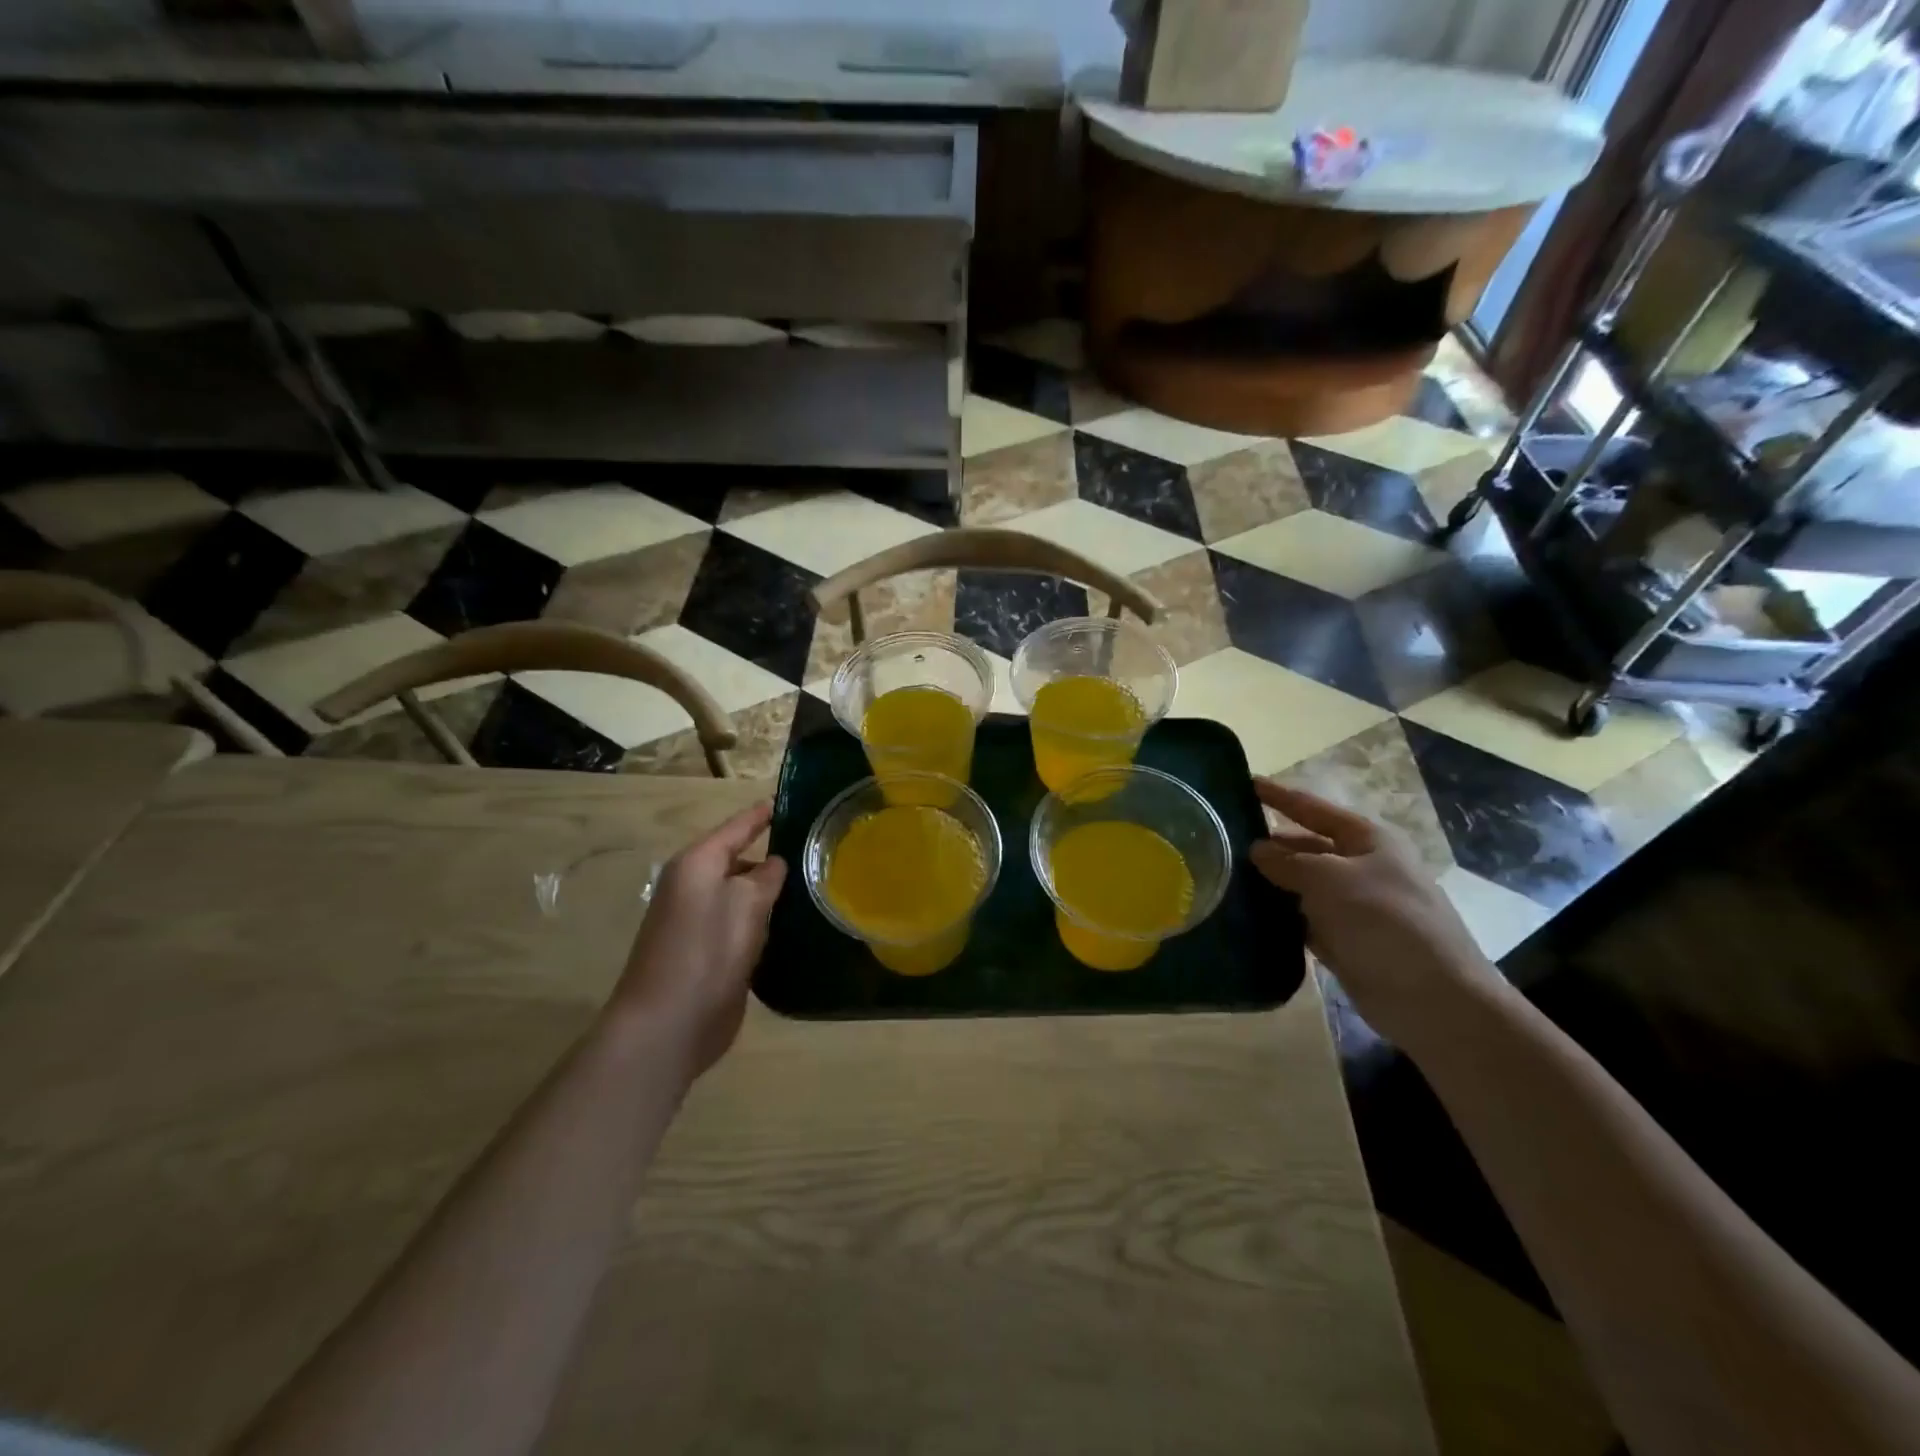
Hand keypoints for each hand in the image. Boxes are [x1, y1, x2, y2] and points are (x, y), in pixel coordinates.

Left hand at [613, 801, 787, 1078]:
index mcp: (697, 865)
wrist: (668, 1024)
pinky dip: (763, 922)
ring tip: (813, 886)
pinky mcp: (706, 954)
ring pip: (741, 895)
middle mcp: (693, 888)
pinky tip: (792, 927)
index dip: (762, 815)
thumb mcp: (746, 903)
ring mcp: (697, 923)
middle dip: (772, 857)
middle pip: (738, 861)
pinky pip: (740, 925)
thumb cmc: (707, 951)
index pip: (737, 828)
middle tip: (816, 852)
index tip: (788, 801)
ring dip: (770, 893)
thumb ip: (766, 877)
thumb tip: (775, 864)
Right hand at [1250, 780, 1500, 1046]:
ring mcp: (1354, 906)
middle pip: (1307, 846)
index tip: (1244, 783)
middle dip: (1270, 844)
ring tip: (1225, 876)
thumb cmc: (1383, 921)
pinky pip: (1304, 919)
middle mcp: (1361, 867)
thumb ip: (1289, 861)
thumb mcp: (1330, 879)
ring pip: (1302, 885)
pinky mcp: (1345, 941)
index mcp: (1368, 840)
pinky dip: (1280, 916)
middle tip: (1221, 840)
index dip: (1279, 796)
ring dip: (1271, 882)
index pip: (1313, 808)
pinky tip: (1248, 914)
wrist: (1432, 998)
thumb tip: (1257, 850)